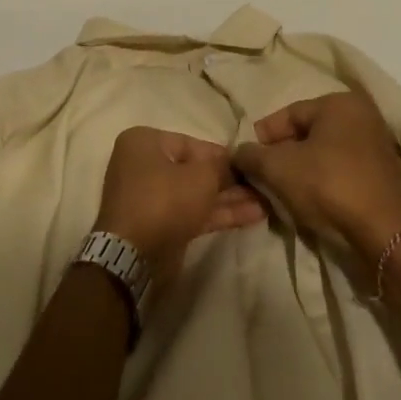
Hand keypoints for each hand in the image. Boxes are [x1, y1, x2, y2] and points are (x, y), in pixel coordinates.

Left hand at [94, 126, 265, 281]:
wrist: (134, 257)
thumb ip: (221, 166)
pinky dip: (219, 214)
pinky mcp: (160, 225)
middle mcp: (144, 165)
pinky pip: (193, 213)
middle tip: (261, 184)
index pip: (192, 143)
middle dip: (229, 180)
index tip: (249, 163)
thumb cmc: (165, 200)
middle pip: (194, 169)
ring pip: (196, 194)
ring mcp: (151, 198)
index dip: (223, 155)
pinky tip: (252, 216)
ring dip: (229, 199)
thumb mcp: (201, 176)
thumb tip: (234, 162)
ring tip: (266, 201)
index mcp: (145, 143)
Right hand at [234, 90, 400, 257]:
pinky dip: (323, 180)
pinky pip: (342, 170)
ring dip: (301, 170)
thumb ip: (252, 155)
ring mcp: (377, 145)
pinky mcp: (383, 174)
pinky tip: (309, 199)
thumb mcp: (278, 168)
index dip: (263, 136)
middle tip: (263, 176)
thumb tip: (238, 152)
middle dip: (282, 154)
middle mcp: (363, 116)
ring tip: (282, 191)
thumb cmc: (329, 186)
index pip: (289, 114)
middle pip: (308, 133)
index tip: (247, 159)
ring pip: (324, 153)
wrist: (383, 233)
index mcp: (340, 103)